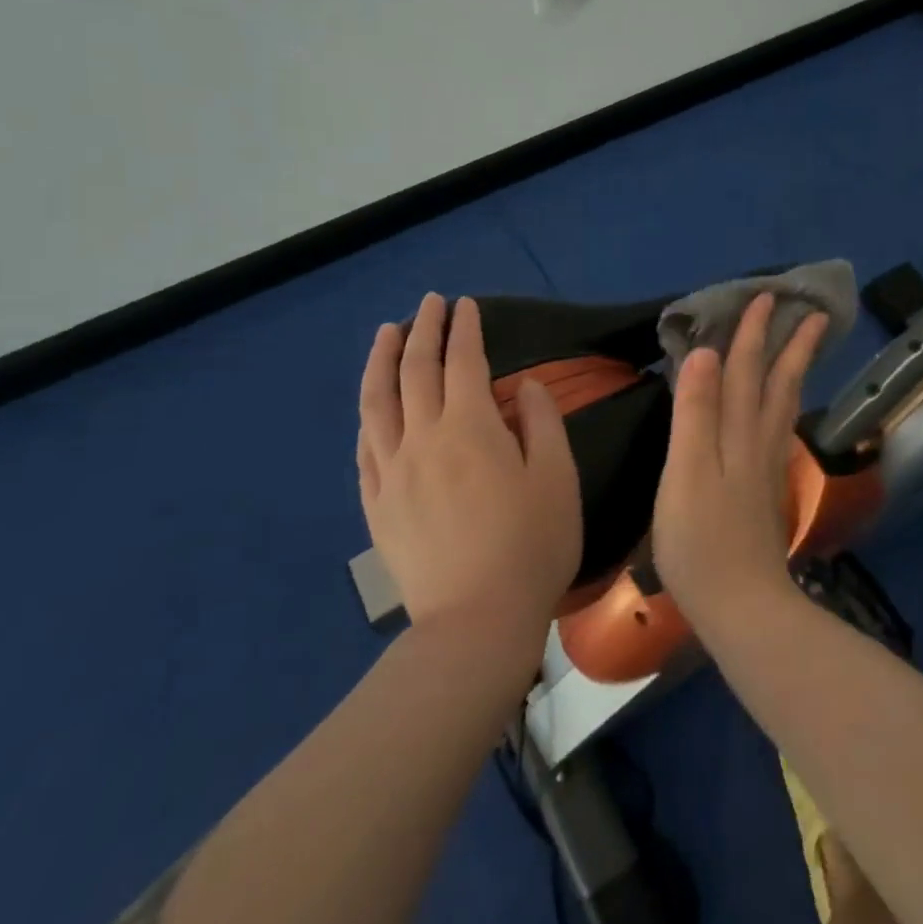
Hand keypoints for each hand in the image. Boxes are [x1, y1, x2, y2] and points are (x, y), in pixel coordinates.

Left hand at [357, 293, 582, 641]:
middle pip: (416, 370)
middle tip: (429, 303)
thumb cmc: (531, 546)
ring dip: (382, 360)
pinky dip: (368, 415)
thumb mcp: (557, 478)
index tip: (465, 304)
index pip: (464, 362)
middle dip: (424, 329)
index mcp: (471, 428)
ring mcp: (393, 471)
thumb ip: (541, 422)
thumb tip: (523, 386)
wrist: (476, 621)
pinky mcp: (377, 504)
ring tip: (386, 332)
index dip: (465, 329)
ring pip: (378, 401)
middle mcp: (424, 438)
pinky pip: (365, 447)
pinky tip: (371, 405)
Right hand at [652, 293, 830, 623]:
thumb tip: (706, 354)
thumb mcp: (685, 471)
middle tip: (812, 312)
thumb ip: (695, 413)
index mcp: (737, 434)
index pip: (745, 371)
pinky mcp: (765, 491)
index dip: (752, 334)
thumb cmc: (700, 540)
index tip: (766, 296)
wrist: (741, 606)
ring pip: (784, 406)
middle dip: (790, 345)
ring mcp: (766, 468)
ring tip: (805, 348)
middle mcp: (758, 443)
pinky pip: (778, 429)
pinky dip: (783, 405)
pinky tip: (782, 410)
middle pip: (777, 384)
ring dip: (793, 371)